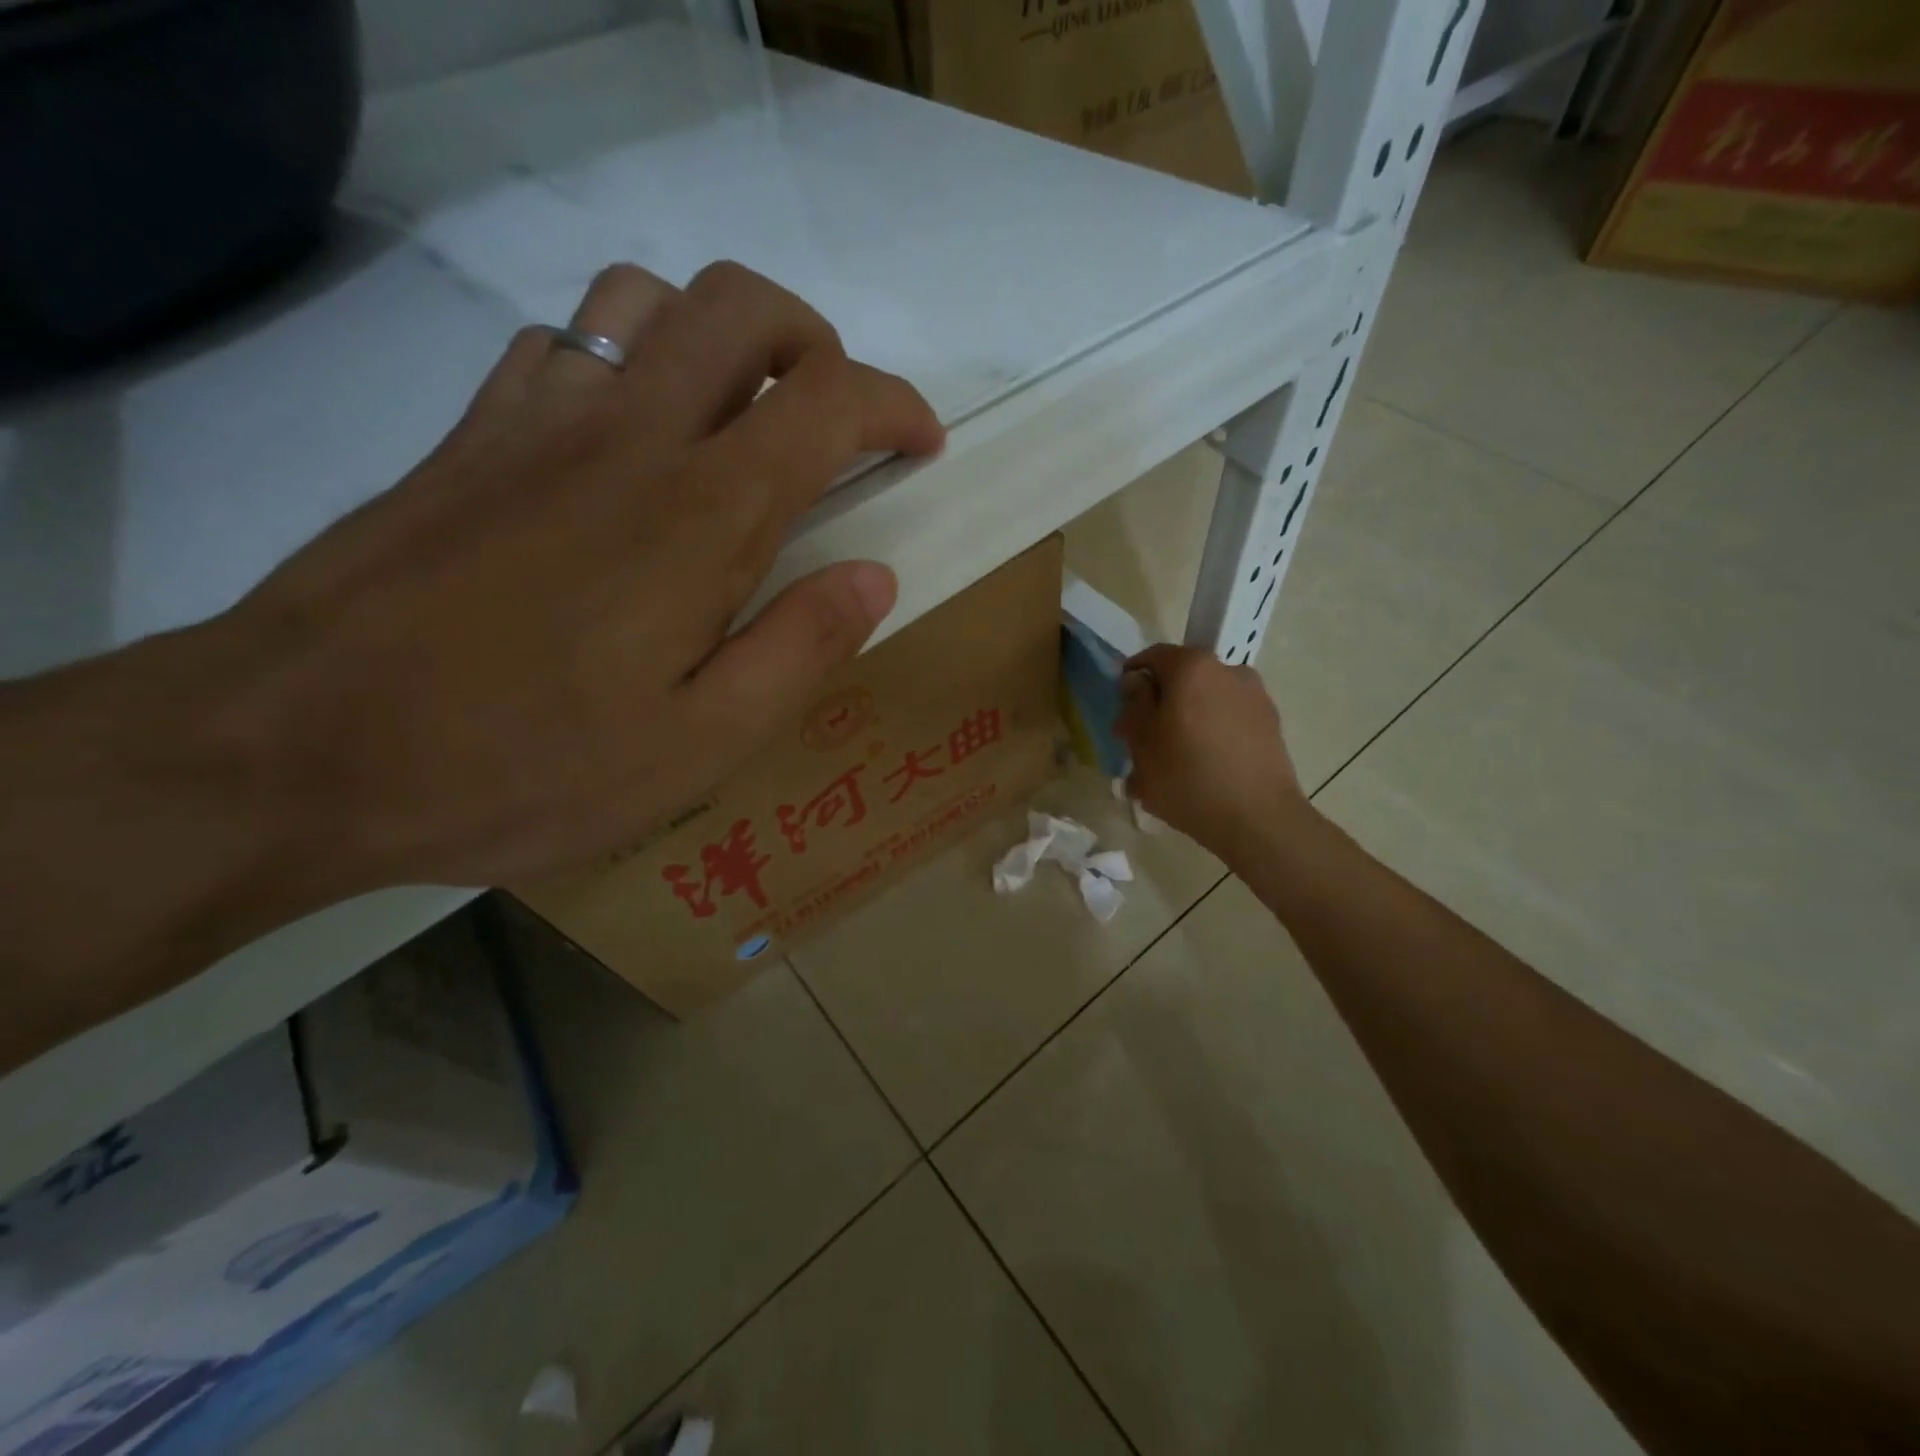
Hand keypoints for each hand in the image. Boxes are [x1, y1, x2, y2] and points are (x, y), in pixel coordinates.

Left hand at [219, 260, 944, 891]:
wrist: (297, 752)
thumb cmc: (525, 765)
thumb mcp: (701, 745)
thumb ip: (801, 649)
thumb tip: (875, 577)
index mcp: (702, 517)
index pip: (827, 401)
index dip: (893, 407)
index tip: (921, 445)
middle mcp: (628, 436)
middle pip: (740, 307)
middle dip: (815, 343)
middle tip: (833, 424)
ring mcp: (538, 422)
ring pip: (645, 299)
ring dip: (716, 339)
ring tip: (735, 424)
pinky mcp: (471, 438)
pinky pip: (563, 343)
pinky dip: (624, 361)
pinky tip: (628, 441)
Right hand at [1116, 644, 1309, 858]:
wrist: (1259, 820)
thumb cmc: (1187, 777)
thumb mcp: (1141, 742)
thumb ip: (1134, 704)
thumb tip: (1137, 683)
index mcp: (1192, 667)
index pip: (1152, 656)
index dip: (1131, 680)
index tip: (1122, 711)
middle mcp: (1228, 671)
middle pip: (1182, 680)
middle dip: (1159, 705)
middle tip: (1142, 742)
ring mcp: (1255, 698)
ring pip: (1205, 703)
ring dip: (1185, 723)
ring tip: (1171, 764)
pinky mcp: (1270, 726)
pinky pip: (1228, 722)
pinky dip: (1210, 737)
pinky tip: (1200, 772)